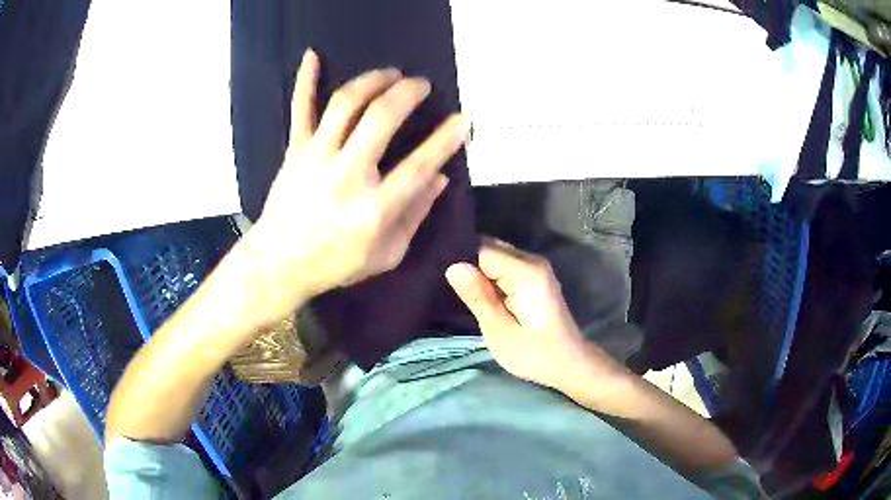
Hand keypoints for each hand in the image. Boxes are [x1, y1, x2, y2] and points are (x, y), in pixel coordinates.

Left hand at [245, 49, 469, 321]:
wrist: (279, 263)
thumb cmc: (335, 263)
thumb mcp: (385, 255)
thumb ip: (414, 216)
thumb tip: (438, 178)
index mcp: (373, 208)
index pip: (418, 165)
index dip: (446, 139)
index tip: (463, 119)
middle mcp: (346, 174)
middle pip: (381, 118)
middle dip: (408, 93)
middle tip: (422, 84)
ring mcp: (316, 157)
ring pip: (345, 104)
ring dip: (372, 80)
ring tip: (390, 73)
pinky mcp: (295, 150)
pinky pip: (300, 109)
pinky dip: (306, 80)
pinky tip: (313, 55)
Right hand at [446, 239, 617, 389]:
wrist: (569, 362)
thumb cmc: (535, 354)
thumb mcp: (500, 332)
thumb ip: (478, 297)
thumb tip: (453, 267)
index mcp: (525, 272)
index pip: (482, 249)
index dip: (461, 261)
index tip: (442, 277)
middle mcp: (532, 260)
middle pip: (489, 246)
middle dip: (468, 262)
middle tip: (449, 287)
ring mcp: (536, 266)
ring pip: (495, 254)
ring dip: (478, 269)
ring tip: (459, 290)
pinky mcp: (535, 275)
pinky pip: (504, 264)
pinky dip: (489, 274)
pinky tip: (479, 292)